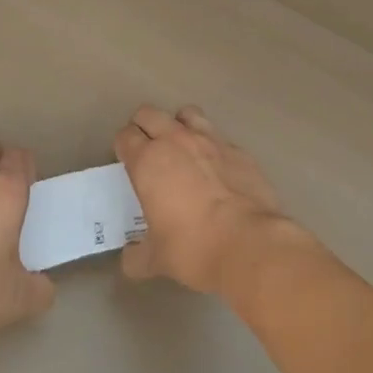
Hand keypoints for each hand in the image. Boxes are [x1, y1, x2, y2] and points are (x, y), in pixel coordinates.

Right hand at [113, 105, 294, 294]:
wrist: (249, 244)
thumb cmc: (193, 248)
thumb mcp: (156, 259)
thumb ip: (137, 256)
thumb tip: (130, 259)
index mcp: (148, 161)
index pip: (125, 136)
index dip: (123, 147)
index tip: (127, 163)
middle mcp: (176, 141)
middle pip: (149, 113)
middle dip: (144, 127)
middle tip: (148, 150)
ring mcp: (210, 141)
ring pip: (186, 113)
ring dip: (179, 125)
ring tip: (183, 148)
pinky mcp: (238, 150)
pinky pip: (218, 136)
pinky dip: (212, 146)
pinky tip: (217, 168)